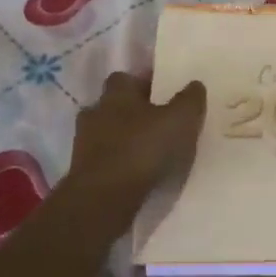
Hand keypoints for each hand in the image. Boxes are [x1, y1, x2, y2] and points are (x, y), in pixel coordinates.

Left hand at [68, 72, 205, 202]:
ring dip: (123, 140)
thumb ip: (189, 100)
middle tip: (157, 122)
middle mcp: (95, 113)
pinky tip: (136, 174)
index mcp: (117, 94)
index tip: (161, 92)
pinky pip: (103, 160)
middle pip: (113, 106)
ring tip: (148, 152)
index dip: (142, 83)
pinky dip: (117, 163)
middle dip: (132, 112)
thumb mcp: (180, 120)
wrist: (104, 198)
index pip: (125, 78)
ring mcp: (83, 144)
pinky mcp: (81, 172)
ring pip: (106, 133)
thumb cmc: (143, 149)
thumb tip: (194, 84)